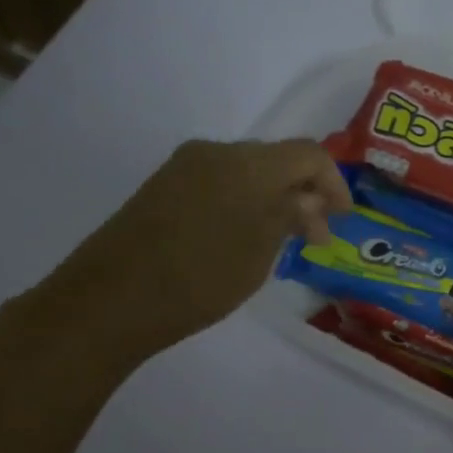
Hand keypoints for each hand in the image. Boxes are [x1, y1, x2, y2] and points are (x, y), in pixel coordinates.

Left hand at [25, 139, 350, 375]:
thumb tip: (308, 199)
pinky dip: (245, 204)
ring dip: (274, 201)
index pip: (308, 154)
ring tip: (283, 243)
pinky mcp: (163, 187)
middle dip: (304, 194)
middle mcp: (216, 152)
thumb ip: (290, 216)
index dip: (334, 183)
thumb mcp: (260, 251)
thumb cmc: (200, 278)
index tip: (343, 219)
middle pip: (277, 160)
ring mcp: (184, 168)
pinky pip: (220, 184)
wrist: (109, 300)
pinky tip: (245, 239)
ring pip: (248, 173)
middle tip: (316, 238)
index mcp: (248, 163)